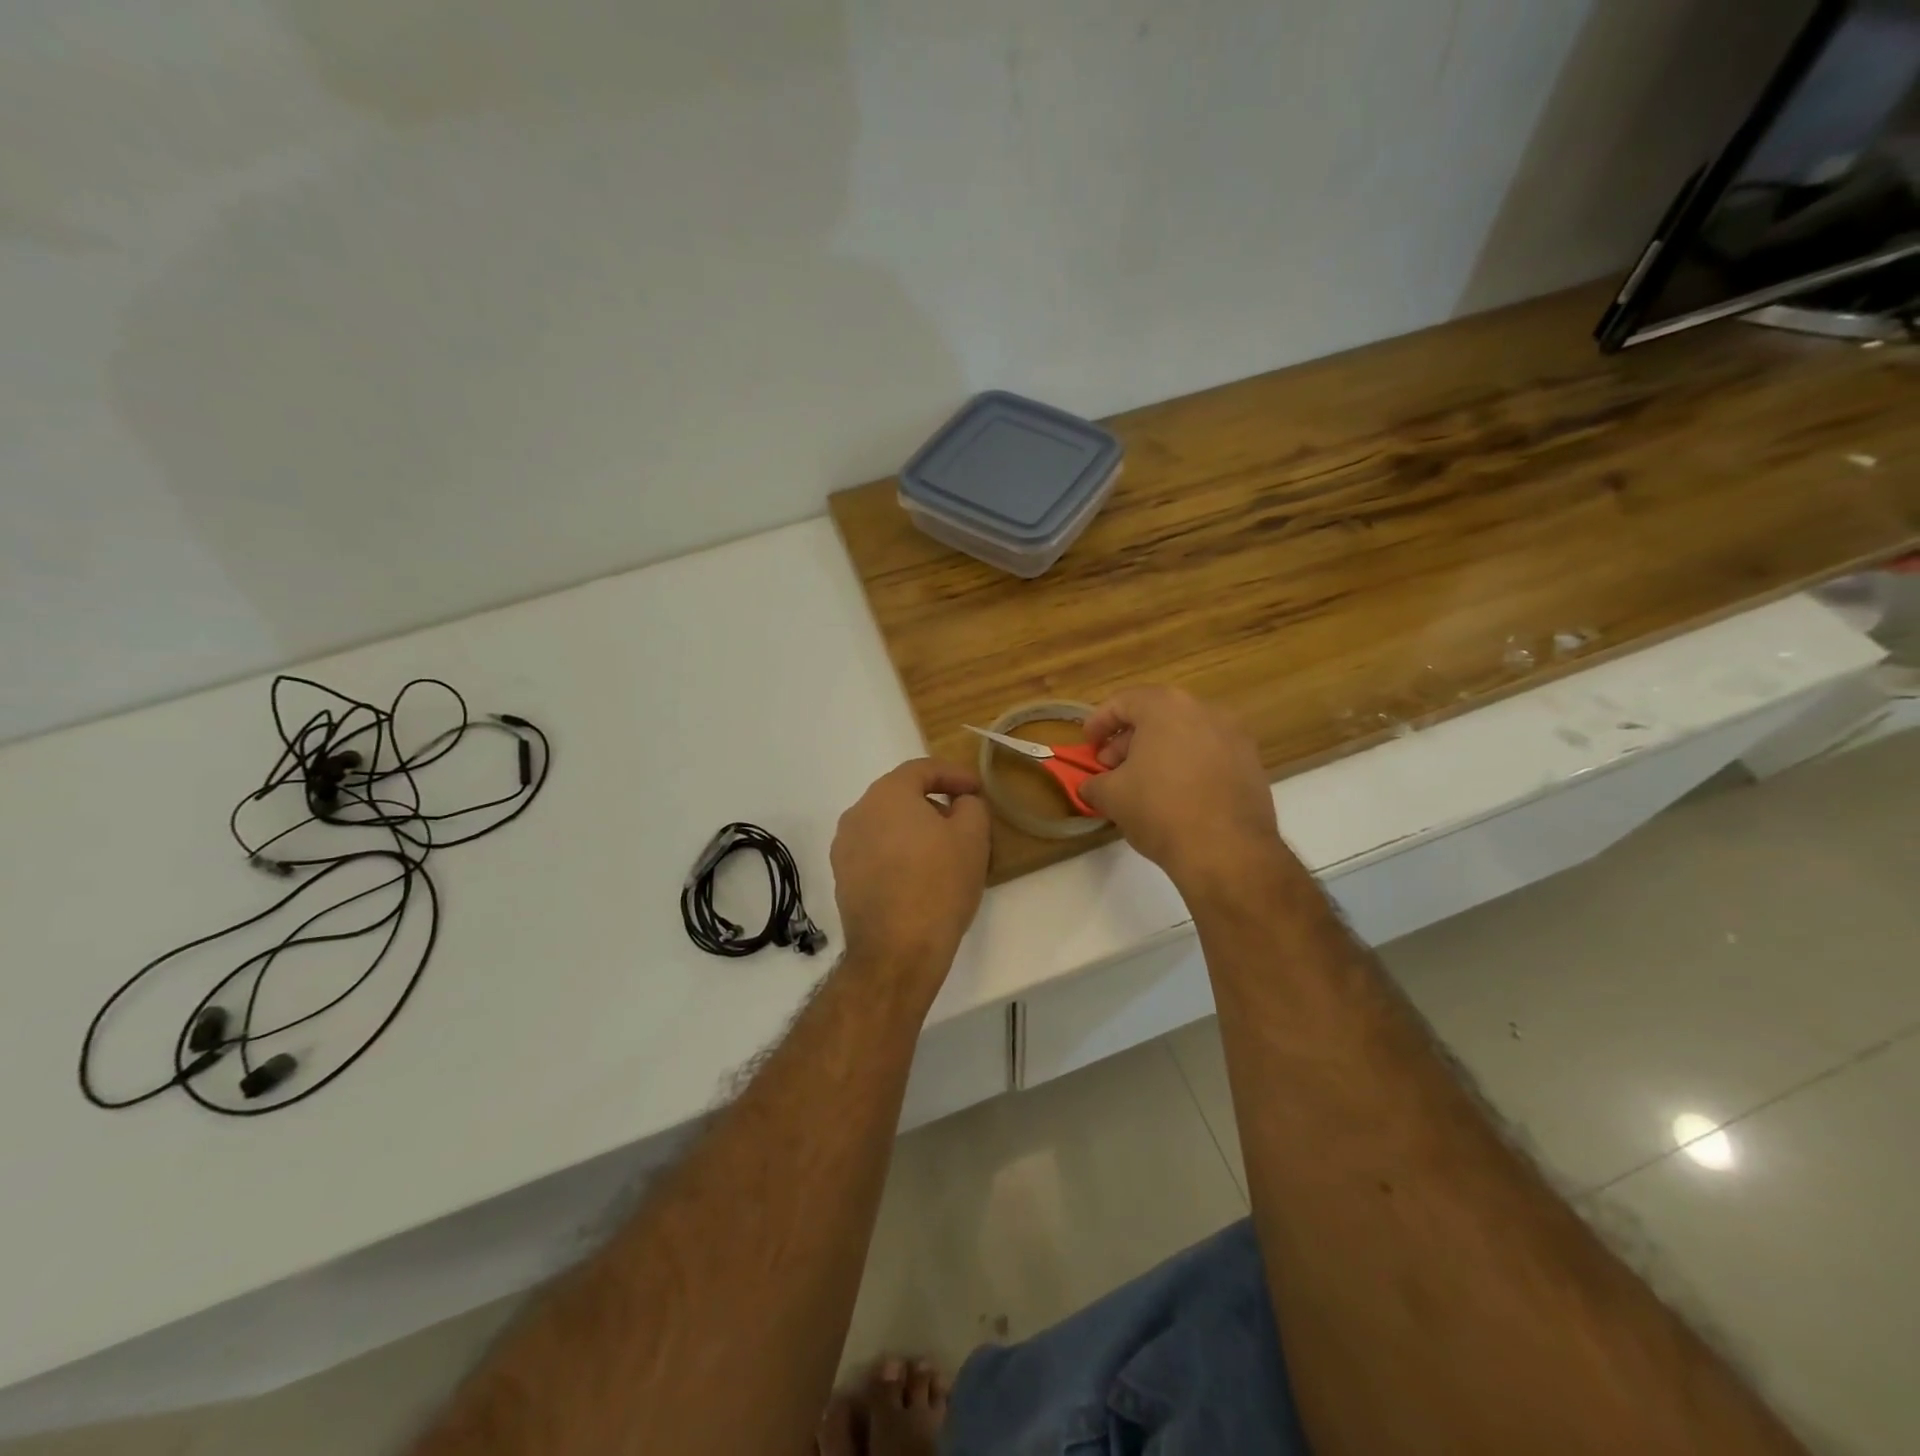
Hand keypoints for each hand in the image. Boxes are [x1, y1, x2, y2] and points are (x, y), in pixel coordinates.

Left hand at [830, 760, 990, 984]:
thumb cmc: (939, 885)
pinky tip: (919, 875)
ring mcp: (845, 847)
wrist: (897, 951)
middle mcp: (858, 813)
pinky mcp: (843, 877)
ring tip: (942, 850)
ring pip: (886, 824)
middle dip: (934, 801)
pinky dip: (897, 852)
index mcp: (887, 794)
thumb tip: (960, 802)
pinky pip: (875, 851)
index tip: (977, 789)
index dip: (954, 774)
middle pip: (901, 795)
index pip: (922, 769)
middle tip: (963, 818)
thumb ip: (971, 806)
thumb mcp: (973, 838)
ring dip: (914, 828)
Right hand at [1079, 687, 1284, 891]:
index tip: (1088, 744)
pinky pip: (1209, 754)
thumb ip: (1095, 783)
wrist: (1227, 851)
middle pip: (1157, 715)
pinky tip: (1175, 795)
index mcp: (1166, 707)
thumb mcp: (1112, 796)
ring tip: (1142, 783)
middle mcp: (1205, 710)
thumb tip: (1093, 787)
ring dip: (1159, 752)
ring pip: (1185, 734)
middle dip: (1129, 739)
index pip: (1123, 702)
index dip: (1099, 722)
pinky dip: (1187, 765)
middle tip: (1111, 767)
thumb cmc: (1160, 810)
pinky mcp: (1252, 764)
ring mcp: (1234, 736)